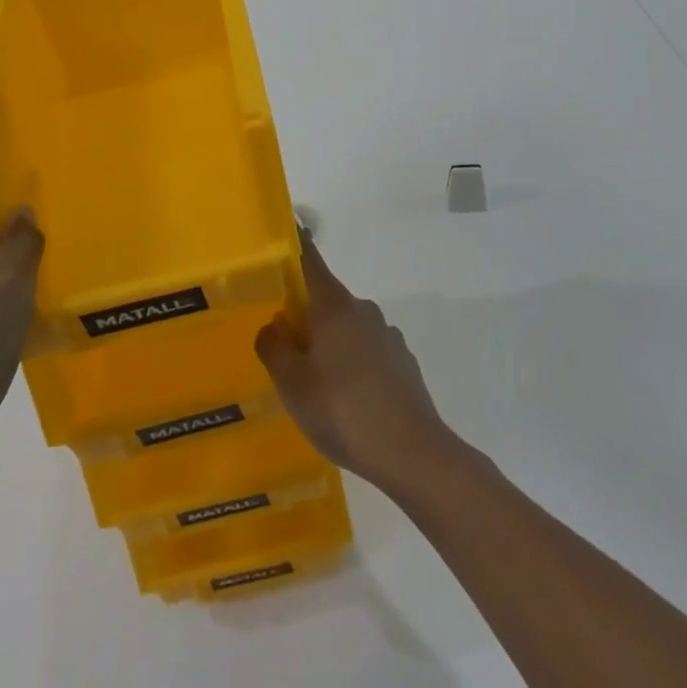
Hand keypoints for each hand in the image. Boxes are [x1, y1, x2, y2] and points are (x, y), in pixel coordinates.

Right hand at [255, 234, 456, 494]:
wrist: (414, 454)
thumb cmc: (344, 412)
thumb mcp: (293, 386)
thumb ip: (274, 348)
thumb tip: (272, 325)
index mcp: (334, 307)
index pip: (309, 261)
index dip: (295, 246)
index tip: (284, 234)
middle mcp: (363, 310)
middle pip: (326, 299)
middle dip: (305, 314)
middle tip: (284, 346)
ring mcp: (387, 334)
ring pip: (348, 328)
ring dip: (330, 343)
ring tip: (316, 384)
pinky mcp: (403, 361)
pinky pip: (368, 351)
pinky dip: (353, 364)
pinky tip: (348, 400)